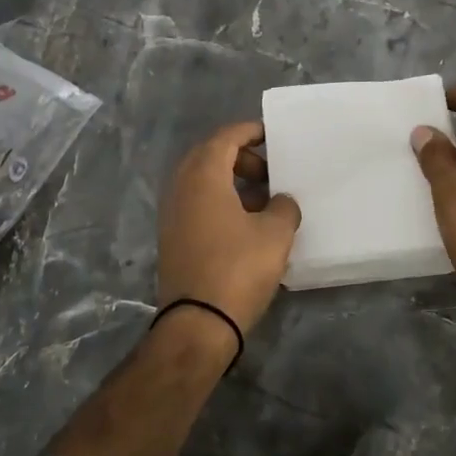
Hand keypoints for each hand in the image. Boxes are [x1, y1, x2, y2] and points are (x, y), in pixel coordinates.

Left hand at [157, 121, 301, 336]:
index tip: (271, 134)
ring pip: (202, 182)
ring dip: (230, 181)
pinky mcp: (172, 238)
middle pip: (209, 156)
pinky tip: (246, 223)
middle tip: (269, 170)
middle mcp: (181, 188)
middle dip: (240, 157)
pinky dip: (220, 201)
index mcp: (203, 176)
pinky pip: (197, 203)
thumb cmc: (238, 269)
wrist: (197, 323)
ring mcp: (172, 214)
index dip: (249, 131)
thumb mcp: (275, 234)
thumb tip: (280, 201)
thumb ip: (283, 207)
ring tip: (263, 199)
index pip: (225, 137)